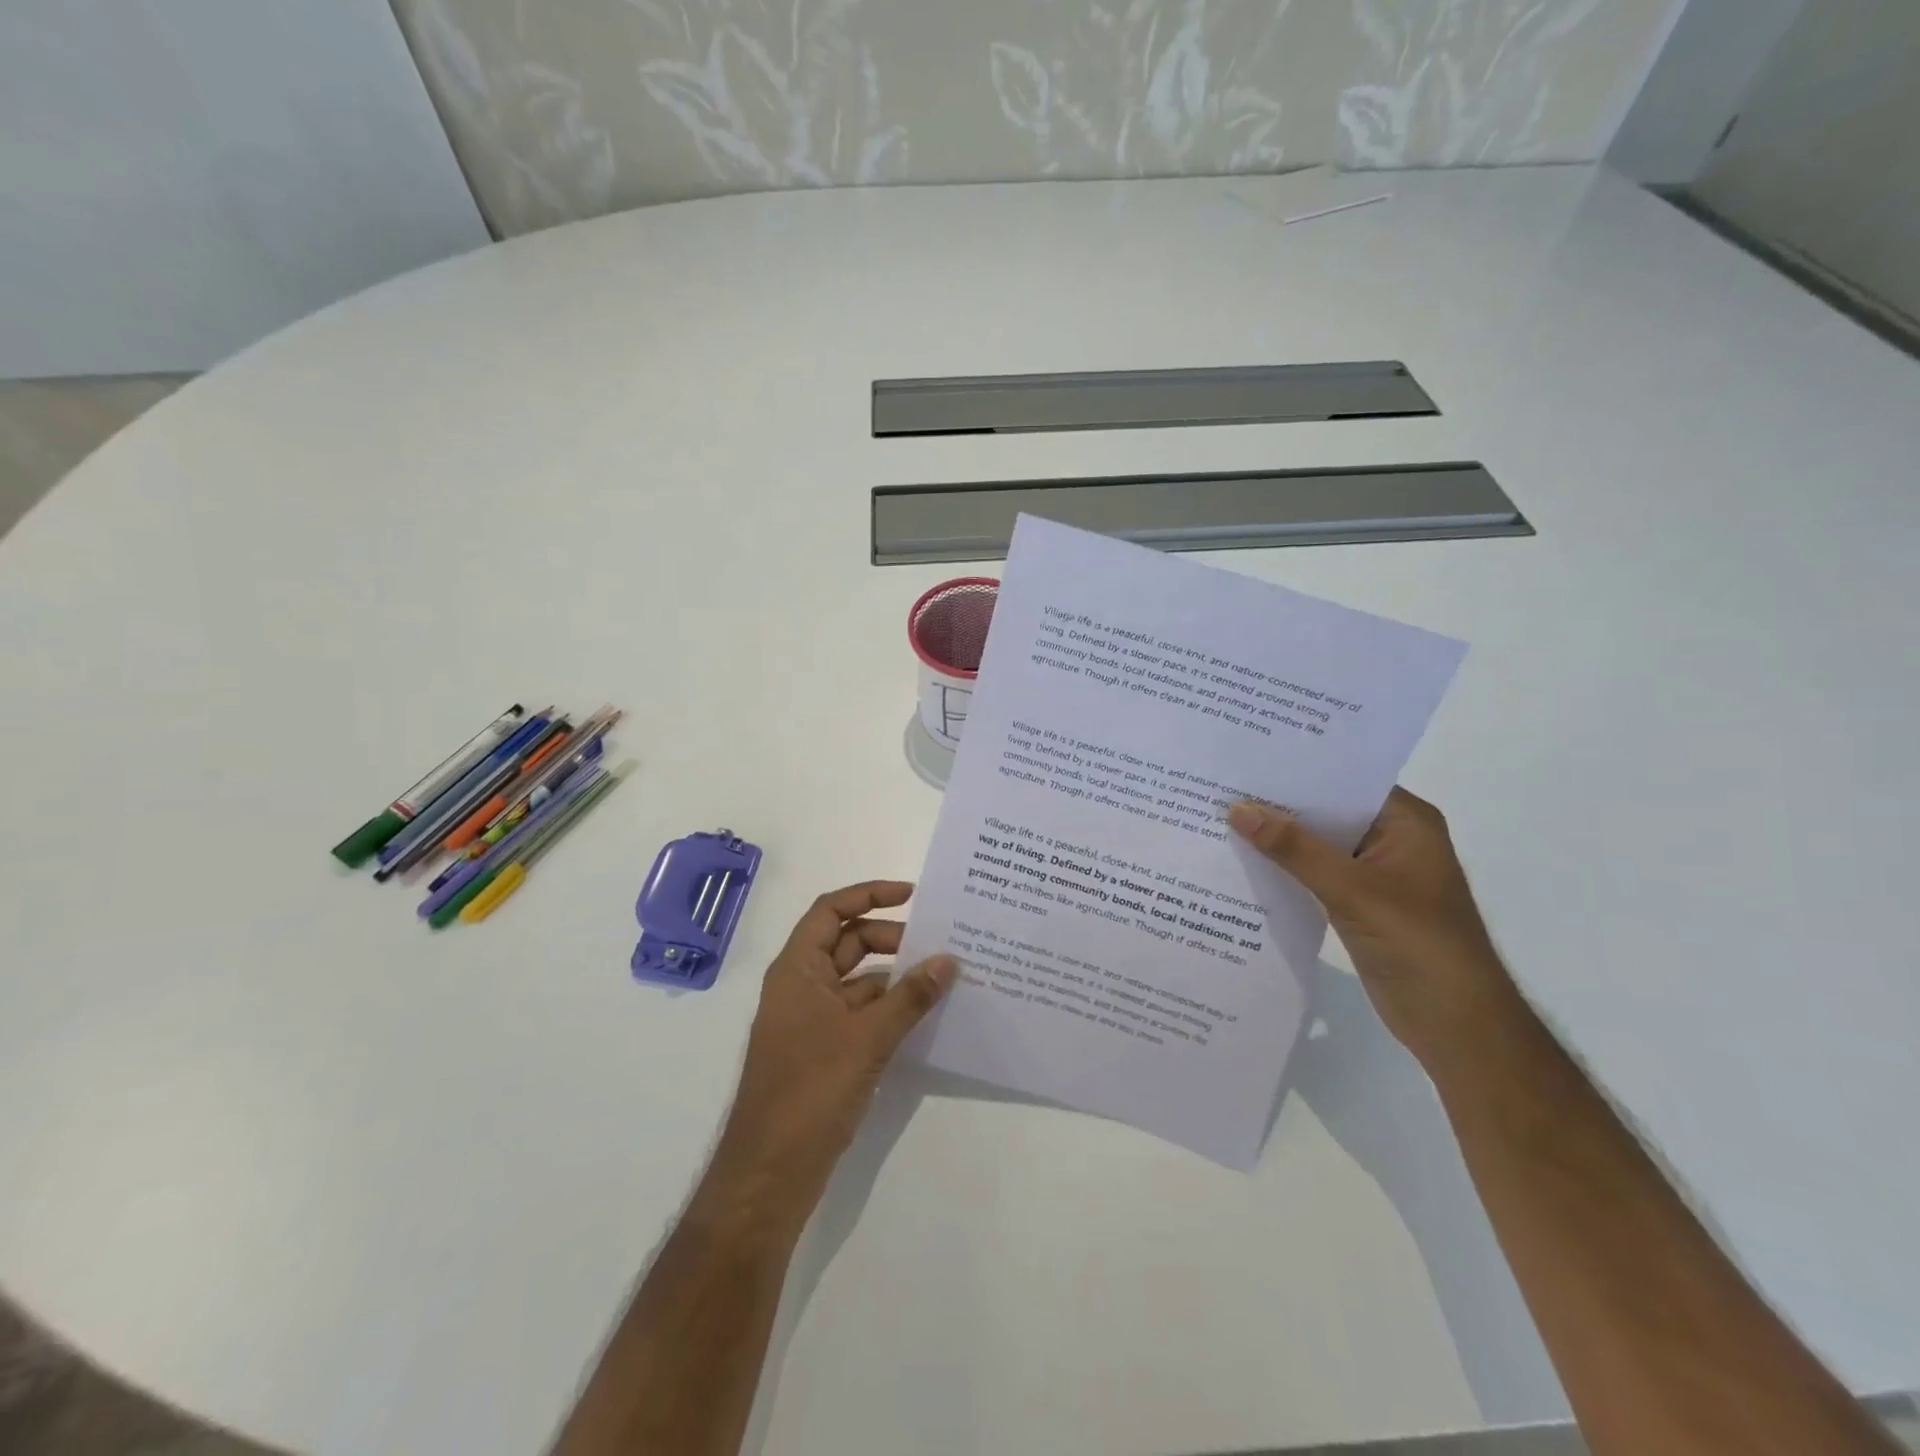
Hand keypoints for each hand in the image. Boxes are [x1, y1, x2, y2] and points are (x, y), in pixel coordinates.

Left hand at [710, 881, 955, 1221]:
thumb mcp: (867, 1038)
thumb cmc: (810, 1091)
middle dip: (892, 938)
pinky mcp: (824, 1052)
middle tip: (938, 943)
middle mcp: (801, 986)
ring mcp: (812, 1021)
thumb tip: (950, 961)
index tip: (912, 895)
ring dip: (895, 976)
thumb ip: (910, 997)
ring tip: (943, 976)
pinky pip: (861, 1014)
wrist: (770, 1173)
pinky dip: (890, 1008)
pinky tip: (925, 1015)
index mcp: (797, 969)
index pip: (831, 910)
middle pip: (847, 943)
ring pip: (858, 981)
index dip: (869, 895)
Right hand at [1228, 788, 1517, 1066]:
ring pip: (1316, 844)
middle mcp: (1391, 839)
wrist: (1455, 1024)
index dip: (1297, 770)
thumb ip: (1294, 849)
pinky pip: (1313, 874)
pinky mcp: (1358, 903)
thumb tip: (1238, 809)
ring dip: (1277, 838)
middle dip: (1279, 804)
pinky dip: (1284, 869)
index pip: (1345, 781)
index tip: (1246, 761)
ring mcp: (1374, 873)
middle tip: (1222, 786)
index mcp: (1406, 822)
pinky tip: (1243, 861)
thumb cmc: (1418, 944)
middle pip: (1327, 812)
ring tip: (1221, 817)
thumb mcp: (1352, 890)